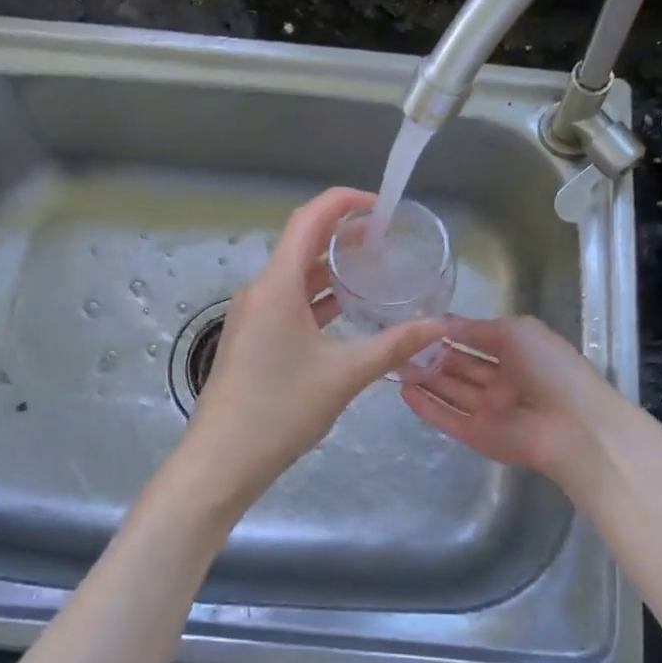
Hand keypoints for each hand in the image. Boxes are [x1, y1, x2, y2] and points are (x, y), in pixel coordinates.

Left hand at [176, 188, 449, 512]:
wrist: (222, 460)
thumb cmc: (280, 409)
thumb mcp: (345, 375)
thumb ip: (395, 345)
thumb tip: (439, 325)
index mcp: (278, 285)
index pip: (309, 219)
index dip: (344, 202)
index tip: (382, 206)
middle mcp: (262, 289)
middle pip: (303, 242)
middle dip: (344, 233)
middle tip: (389, 237)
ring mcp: (254, 314)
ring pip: (297, 274)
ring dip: (332, 266)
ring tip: (376, 267)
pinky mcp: (254, 336)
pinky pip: (290, 300)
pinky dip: (320, 295)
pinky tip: (349, 308)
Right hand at [400, 315, 621, 488]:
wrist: (571, 425)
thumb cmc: (548, 367)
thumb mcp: (514, 332)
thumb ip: (476, 328)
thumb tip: (443, 323)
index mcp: (517, 353)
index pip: (477, 341)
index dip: (450, 333)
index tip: (419, 325)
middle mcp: (502, 381)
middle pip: (460, 367)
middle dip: (433, 356)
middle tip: (400, 345)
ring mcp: (489, 410)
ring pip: (451, 392)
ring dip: (425, 379)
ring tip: (394, 365)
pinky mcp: (477, 435)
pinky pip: (447, 418)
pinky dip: (426, 406)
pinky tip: (404, 392)